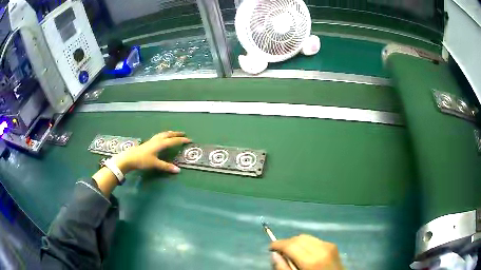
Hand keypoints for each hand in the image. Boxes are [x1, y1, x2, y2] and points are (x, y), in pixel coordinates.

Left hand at [112, 131, 190, 173]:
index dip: (181, 140)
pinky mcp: (148, 143)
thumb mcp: (155, 164)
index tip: (189, 140)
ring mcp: (152, 140)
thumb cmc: (142, 160)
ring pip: (163, 134)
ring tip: (174, 134)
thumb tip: (178, 170)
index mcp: (160, 144)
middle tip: (183, 134)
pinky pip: (159, 136)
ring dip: (170, 133)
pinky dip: (164, 135)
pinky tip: (162, 138)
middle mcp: (157, 140)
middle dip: (176, 134)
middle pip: (168, 134)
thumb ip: (166, 166)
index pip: (173, 141)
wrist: (129, 158)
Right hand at [270, 234, 342, 269]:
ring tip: (292, 253)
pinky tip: (305, 253)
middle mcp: (321, 249)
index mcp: (311, 261)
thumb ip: (283, 268)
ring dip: (296, 242)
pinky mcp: (333, 245)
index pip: (290, 245)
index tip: (270, 248)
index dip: (277, 244)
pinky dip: (306, 244)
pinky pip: (315, 240)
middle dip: (287, 243)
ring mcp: (329, 245)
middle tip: (280, 252)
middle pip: (298, 238)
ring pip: (306, 237)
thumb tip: (275, 254)